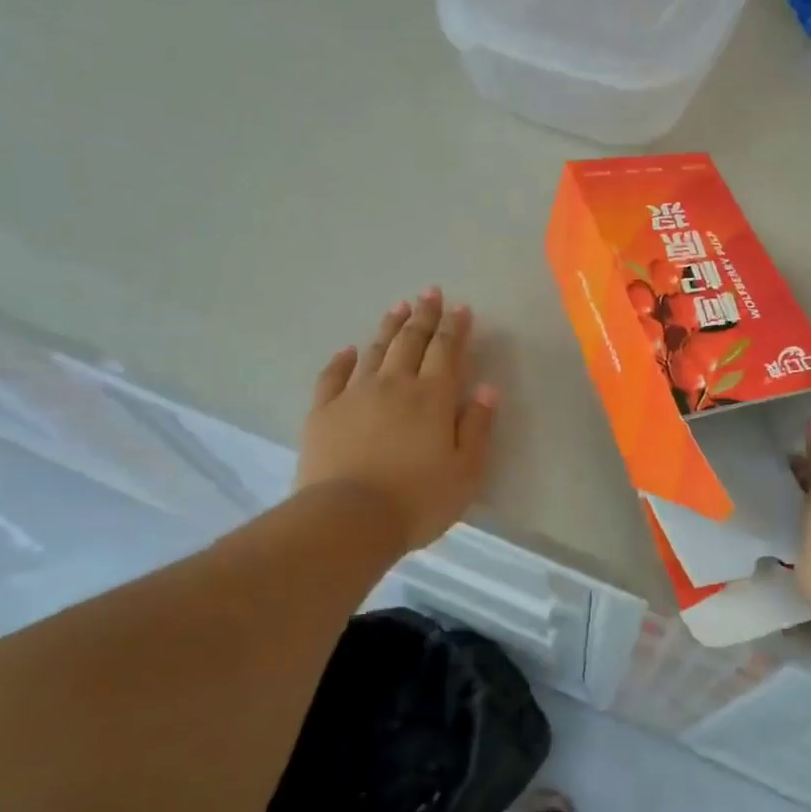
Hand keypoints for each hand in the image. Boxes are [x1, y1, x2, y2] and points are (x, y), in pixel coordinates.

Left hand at [297, 289, 498, 551]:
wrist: (348, 519)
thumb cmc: (417, 499)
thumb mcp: (466, 471)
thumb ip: (478, 427)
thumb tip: (487, 388)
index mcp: (432, 397)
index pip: (447, 350)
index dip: (455, 327)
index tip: (460, 307)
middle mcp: (394, 385)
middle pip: (411, 341)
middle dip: (423, 315)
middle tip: (429, 292)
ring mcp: (355, 395)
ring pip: (375, 351)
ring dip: (389, 327)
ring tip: (398, 308)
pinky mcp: (323, 412)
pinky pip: (333, 376)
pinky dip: (342, 360)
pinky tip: (349, 350)